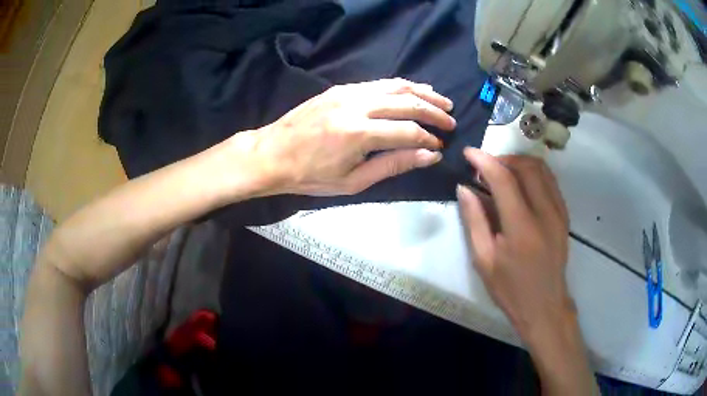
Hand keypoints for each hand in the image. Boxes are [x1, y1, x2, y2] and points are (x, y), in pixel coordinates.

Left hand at [243, 78, 455, 195]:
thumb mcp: (353, 181)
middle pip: (407, 102)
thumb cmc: (309, 176)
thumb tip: (428, 156)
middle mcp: (357, 106)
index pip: (408, 131)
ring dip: (422, 92)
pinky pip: (378, 83)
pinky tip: (412, 90)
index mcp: (359, 134)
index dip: (428, 139)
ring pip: (395, 86)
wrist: (271, 154)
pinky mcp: (340, 88)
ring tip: (442, 100)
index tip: (439, 147)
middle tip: (451, 119)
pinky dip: (400, 86)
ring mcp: (348, 93)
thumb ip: (393, 165)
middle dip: (434, 111)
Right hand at [456, 148, 573, 339]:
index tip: (468, 153)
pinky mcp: (564, 215)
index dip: (484, 161)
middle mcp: (545, 213)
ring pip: (542, 170)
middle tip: (485, 165)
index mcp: (521, 228)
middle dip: (503, 158)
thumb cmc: (510, 288)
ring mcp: (559, 212)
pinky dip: (533, 173)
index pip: (503, 180)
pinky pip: (550, 181)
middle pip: (527, 167)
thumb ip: (474, 220)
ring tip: (502, 171)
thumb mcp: (484, 260)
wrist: (544, 305)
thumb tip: (464, 188)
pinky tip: (521, 183)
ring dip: (519, 163)